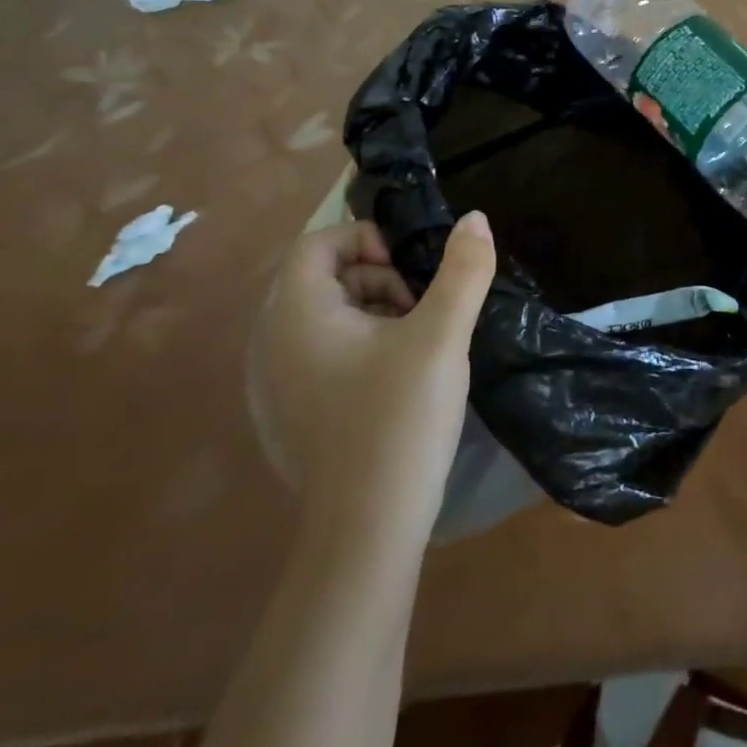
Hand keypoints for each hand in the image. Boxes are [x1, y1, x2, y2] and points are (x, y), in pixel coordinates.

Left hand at [250, 212, 497, 525]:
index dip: (366, 240)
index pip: (317, 243)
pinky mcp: (289, 414)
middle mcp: (270, 344)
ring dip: (373, 312)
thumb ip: (464, 270)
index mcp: (296, 315)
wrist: (367, 528)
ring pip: (325, 317)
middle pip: (322, 278)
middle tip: (420, 309)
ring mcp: (275, 384)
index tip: (409, 271)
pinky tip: (394, 381)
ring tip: (415, 344)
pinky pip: (320, 354)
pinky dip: (358, 348)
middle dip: (378, 278)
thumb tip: (475, 218)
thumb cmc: (399, 418)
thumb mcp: (442, 335)